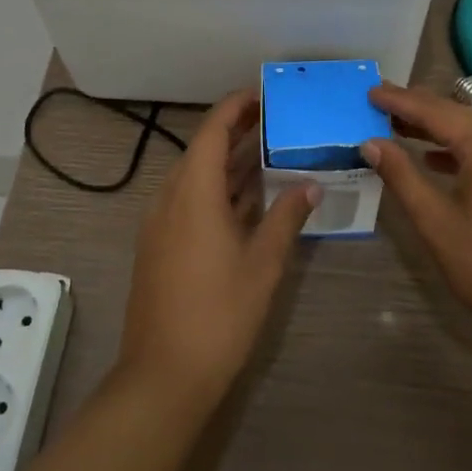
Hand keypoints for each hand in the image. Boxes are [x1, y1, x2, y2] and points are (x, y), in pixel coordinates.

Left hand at [115, 89, 319, 411]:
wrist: (163, 376)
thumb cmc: (219, 313)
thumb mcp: (263, 263)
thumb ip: (287, 217)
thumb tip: (311, 184)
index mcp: (193, 191)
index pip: (213, 130)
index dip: (236, 107)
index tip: (264, 94)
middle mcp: (171, 197)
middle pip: (203, 150)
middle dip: (237, 132)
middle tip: (276, 120)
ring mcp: (161, 223)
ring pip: (197, 177)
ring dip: (229, 163)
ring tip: (269, 151)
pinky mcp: (160, 245)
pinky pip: (190, 200)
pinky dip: (218, 190)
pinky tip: (247, 200)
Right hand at [363, 82, 471, 355]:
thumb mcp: (437, 223)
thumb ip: (402, 176)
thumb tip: (371, 143)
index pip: (433, 110)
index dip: (398, 100)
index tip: (368, 91)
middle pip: (456, 113)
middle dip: (416, 108)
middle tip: (378, 104)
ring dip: (437, 128)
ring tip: (399, 129)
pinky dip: (460, 147)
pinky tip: (437, 161)